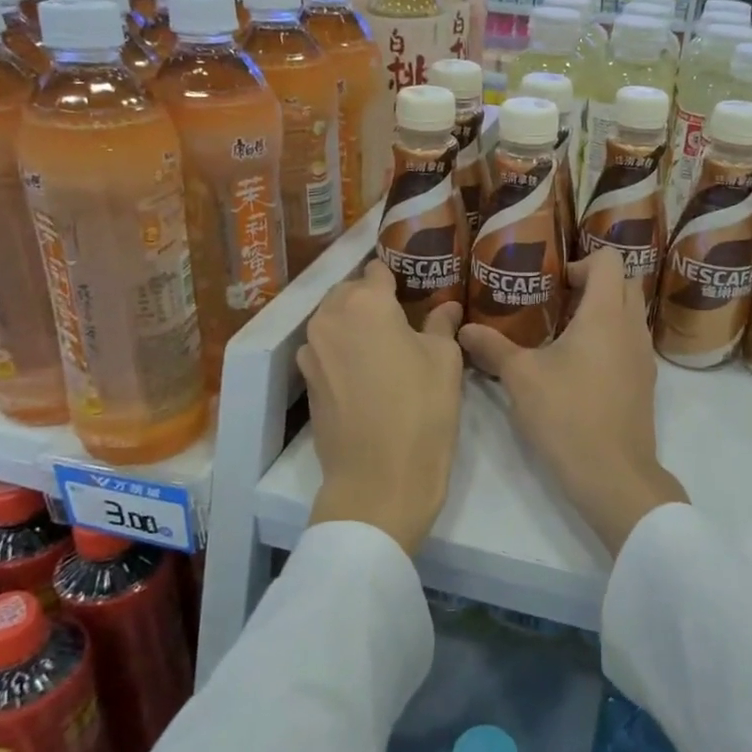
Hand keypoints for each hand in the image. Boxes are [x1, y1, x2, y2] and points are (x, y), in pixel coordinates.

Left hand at [299, 260, 464, 555]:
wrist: (379, 480)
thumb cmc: (422, 411)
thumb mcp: (445, 361)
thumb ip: (441, 324)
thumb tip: (445, 306)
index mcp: (365, 303)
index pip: (378, 270)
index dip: (399, 276)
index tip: (417, 287)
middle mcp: (329, 318)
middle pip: (350, 292)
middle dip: (374, 298)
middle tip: (406, 317)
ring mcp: (311, 350)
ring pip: (335, 320)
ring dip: (357, 324)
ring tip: (388, 344)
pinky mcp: (306, 380)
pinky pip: (327, 348)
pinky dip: (345, 350)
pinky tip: (370, 371)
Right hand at [458, 250, 686, 556]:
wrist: (613, 474)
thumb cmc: (566, 415)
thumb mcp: (521, 378)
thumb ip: (492, 348)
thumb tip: (464, 330)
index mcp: (605, 315)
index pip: (609, 260)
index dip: (582, 261)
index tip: (555, 281)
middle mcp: (631, 327)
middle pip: (624, 282)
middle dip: (594, 282)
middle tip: (558, 300)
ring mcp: (643, 356)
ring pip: (631, 314)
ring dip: (605, 311)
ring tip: (565, 331)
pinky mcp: (644, 382)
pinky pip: (631, 342)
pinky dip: (611, 338)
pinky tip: (581, 365)